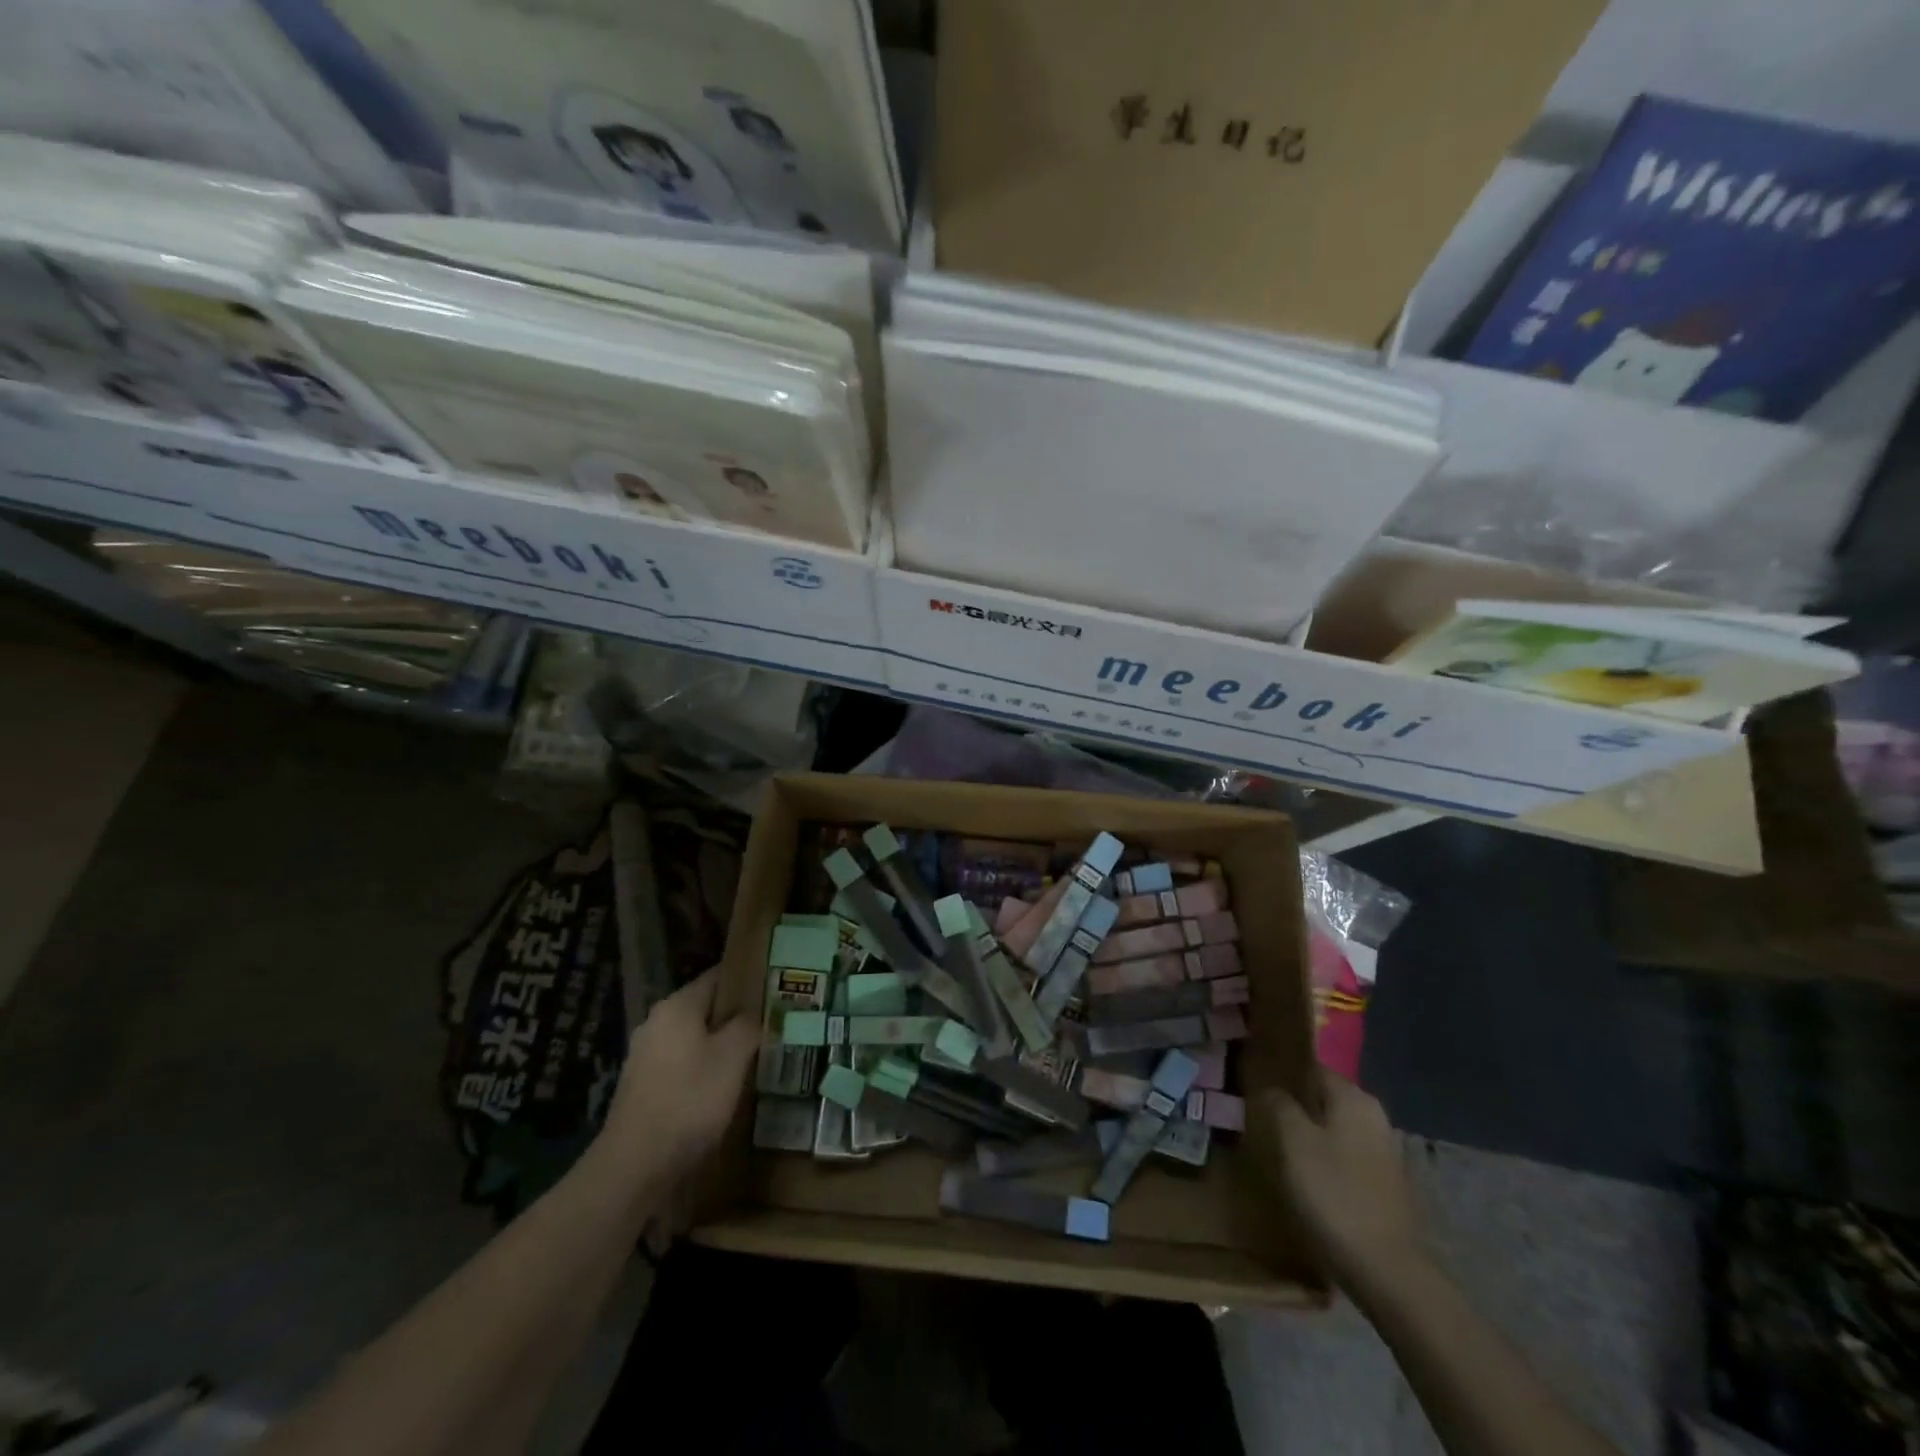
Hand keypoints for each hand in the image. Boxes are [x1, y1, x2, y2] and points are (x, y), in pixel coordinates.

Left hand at [600, 967, 757, 1188]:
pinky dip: (704, 1067)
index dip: (748, 978)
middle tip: (771, 1022)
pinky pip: (682, 1063)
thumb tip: (754, 1013)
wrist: (634, 1167)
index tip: (776, 986)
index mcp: (677, 1006)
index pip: (718, 976)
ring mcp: (645, 1055)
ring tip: (755, 1054)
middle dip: (737, 1014)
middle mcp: (657, 1022)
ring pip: (694, 1037)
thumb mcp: (732, 1057)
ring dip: (721, 1043)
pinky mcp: (643, 1086)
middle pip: (705, 1007)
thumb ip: (748, 1026)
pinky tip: (724, 1085)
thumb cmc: (689, 1100)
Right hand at [1262, 1072, 1418, 1287]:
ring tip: (1274, 1144)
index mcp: (1353, 1097)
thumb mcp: (1292, 1142)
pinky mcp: (1384, 1182)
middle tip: (1257, 1114)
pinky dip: (1322, 1156)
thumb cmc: (1334, 1195)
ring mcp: (1383, 1150)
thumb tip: (1270, 1088)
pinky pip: (1343, 1153)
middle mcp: (1373, 1115)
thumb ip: (1278, 1104)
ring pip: (1332, 1126)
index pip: (1309, 1067)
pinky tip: (1303, 1173)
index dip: (1279, 1072)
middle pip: (1321, 1096)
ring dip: (1306, 1131)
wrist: (1387, 1272)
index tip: (1251, 1081)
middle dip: (1292, 1103)